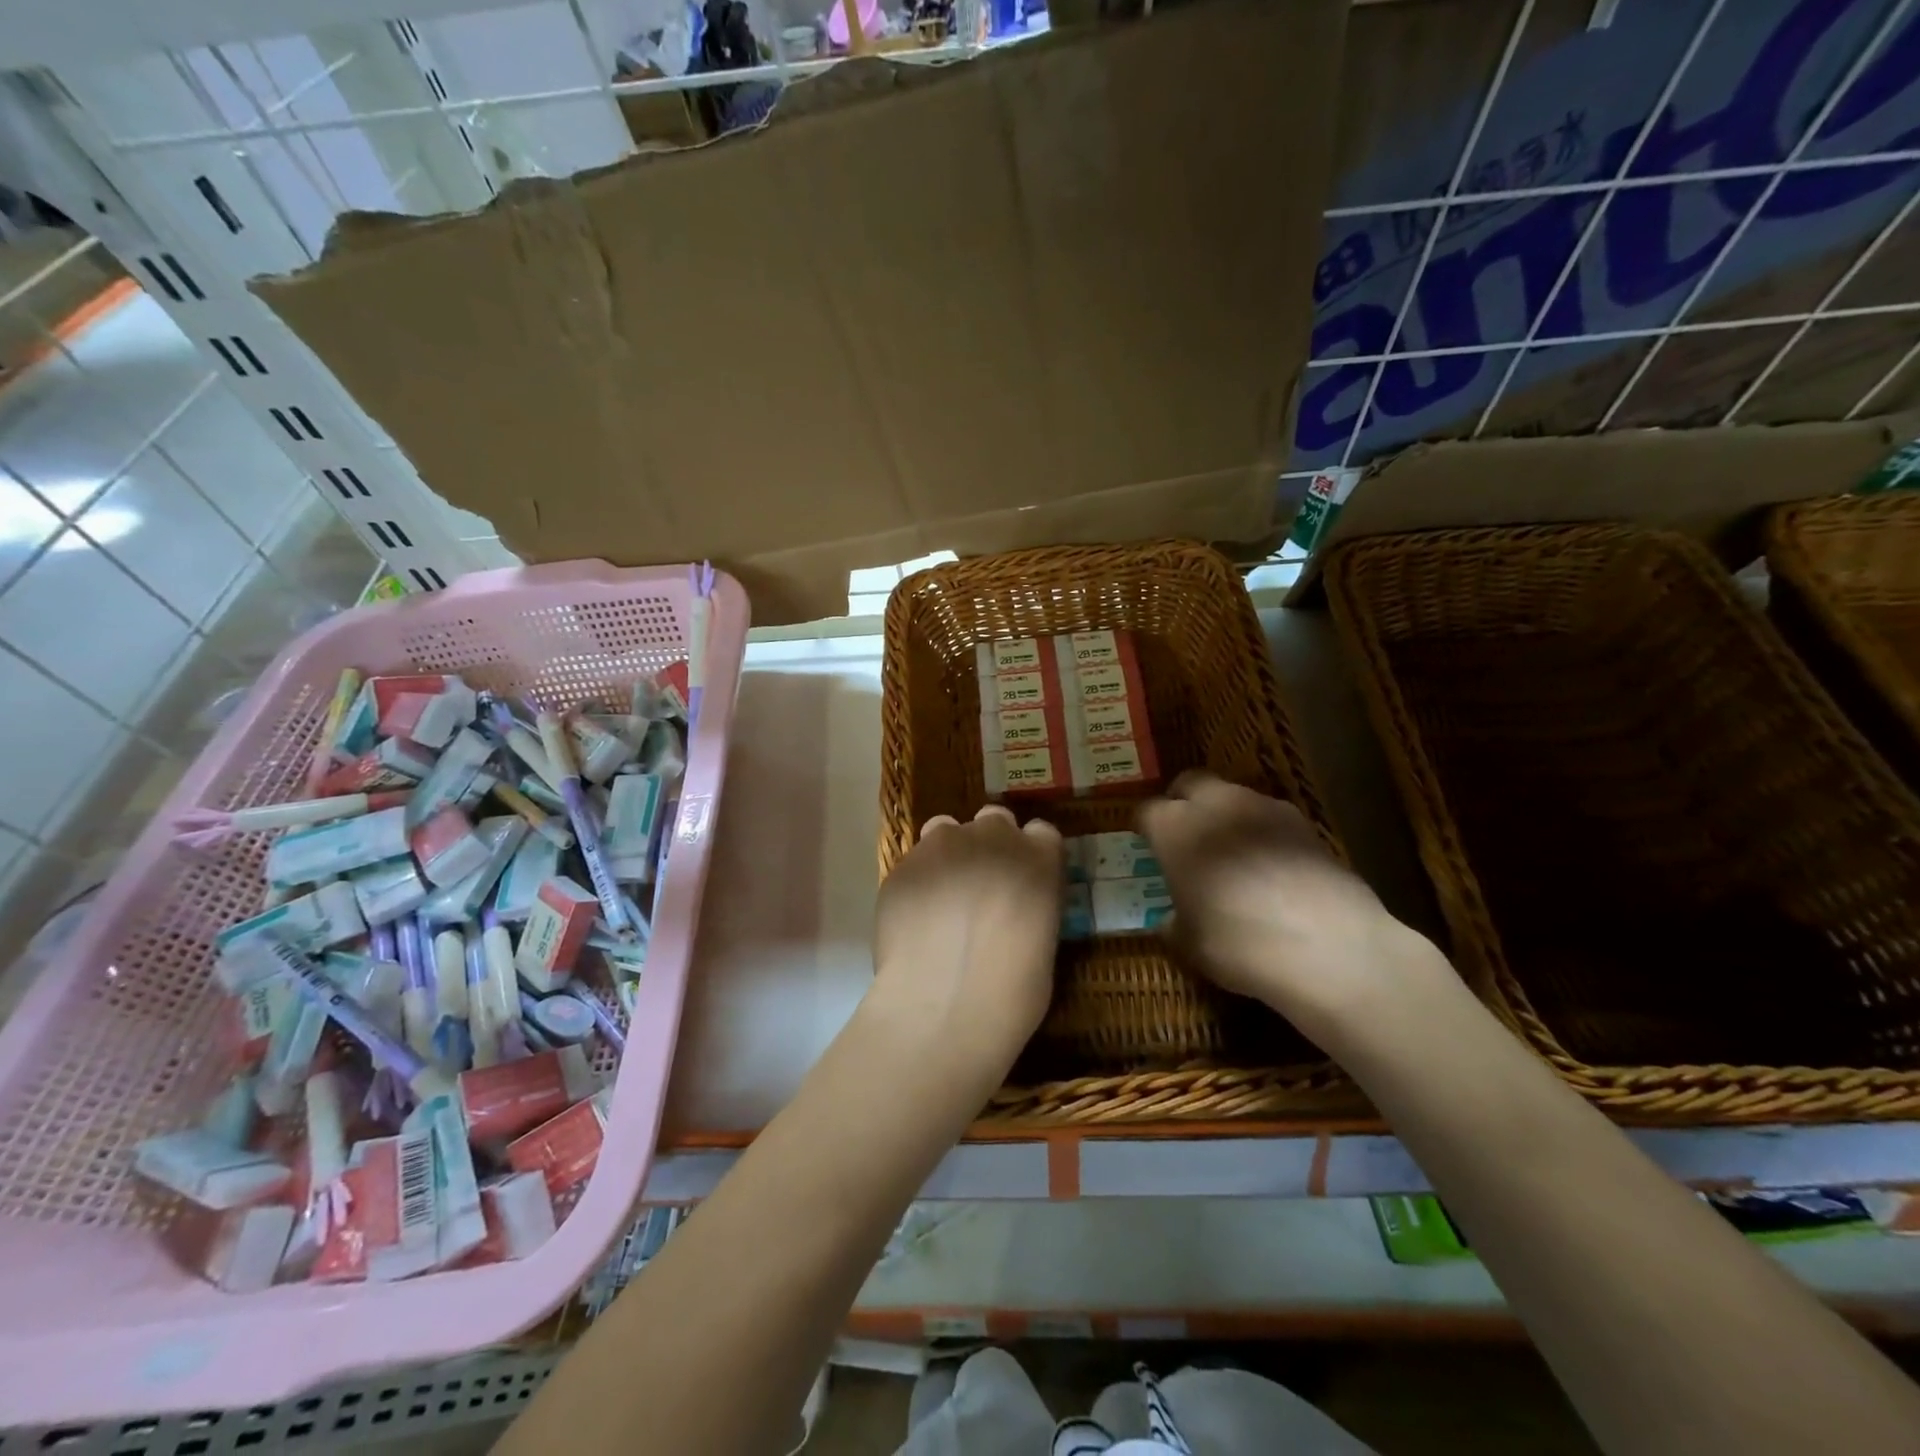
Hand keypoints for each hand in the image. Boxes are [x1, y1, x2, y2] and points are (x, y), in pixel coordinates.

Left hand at [866, 805, 1064, 1084]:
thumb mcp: (1044, 944)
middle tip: (983, 887)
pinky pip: (914, 862)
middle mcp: (992, 838)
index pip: (1041, 832)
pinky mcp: (902, 865)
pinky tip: (915, 918)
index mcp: (1039, 857)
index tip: (1024, 878)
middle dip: (990, 845)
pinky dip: (919, 880)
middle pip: (994, 821)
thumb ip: (1031, 906)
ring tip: (944, 897)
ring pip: (946, 830)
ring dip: (951, 853)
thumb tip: (1015, 908)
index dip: (1031, 853)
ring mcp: (942, 845)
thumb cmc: (1012, 992)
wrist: (944, 1007)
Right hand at [1139, 772, 1448, 1052]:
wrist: (1328, 947)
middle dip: (1182, 802)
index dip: (1145, 829)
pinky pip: (1269, 817)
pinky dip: (1262, 833)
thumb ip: (1173, 922)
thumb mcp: (1188, 943)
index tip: (1147, 847)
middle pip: (1190, 783)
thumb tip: (1173, 919)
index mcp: (1174, 828)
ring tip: (1231, 854)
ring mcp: (1264, 808)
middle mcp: (1215, 805)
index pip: (1147, 812)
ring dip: (1224, 816)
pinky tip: (1270, 867)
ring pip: (1232, 796)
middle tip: (1184, 836)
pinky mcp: (1304, 822)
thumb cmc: (1238, 943)